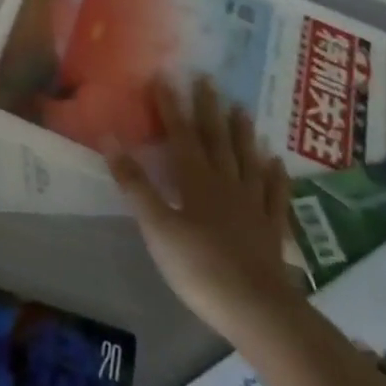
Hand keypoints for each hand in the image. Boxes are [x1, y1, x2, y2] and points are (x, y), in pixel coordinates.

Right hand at [108, 77, 304, 338]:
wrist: (257, 308)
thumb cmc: (199, 267)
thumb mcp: (157, 227)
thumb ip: (135, 183)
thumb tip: (109, 138)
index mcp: (195, 180)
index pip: (180, 134)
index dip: (170, 106)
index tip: (163, 77)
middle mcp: (225, 183)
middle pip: (216, 139)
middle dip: (208, 108)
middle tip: (207, 79)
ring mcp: (252, 204)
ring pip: (246, 159)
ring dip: (242, 133)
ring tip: (241, 109)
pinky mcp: (271, 228)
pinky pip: (274, 193)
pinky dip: (275, 175)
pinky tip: (276, 162)